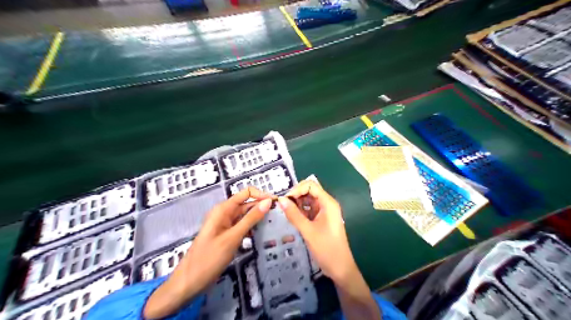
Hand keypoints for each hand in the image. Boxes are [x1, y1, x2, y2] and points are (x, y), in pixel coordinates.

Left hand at [146, 186, 273, 318]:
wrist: (189, 282)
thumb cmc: (209, 258)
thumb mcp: (233, 237)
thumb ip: (251, 218)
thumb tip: (268, 202)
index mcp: (224, 209)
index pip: (246, 193)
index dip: (262, 195)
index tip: (276, 204)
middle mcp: (225, 213)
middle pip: (247, 204)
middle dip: (262, 207)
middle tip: (280, 216)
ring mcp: (226, 225)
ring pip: (246, 216)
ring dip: (259, 218)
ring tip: (275, 224)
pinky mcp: (227, 235)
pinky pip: (242, 227)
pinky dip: (252, 228)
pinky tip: (262, 234)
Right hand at [276, 180, 354, 284]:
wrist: (340, 268)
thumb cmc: (326, 248)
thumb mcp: (308, 231)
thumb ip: (294, 214)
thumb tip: (280, 200)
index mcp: (328, 203)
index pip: (311, 185)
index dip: (297, 189)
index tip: (285, 200)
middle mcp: (327, 204)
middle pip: (309, 191)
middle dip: (296, 196)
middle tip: (283, 206)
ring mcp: (324, 212)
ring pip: (308, 201)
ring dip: (297, 204)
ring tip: (285, 212)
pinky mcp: (321, 220)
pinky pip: (309, 210)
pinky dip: (300, 211)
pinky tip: (292, 217)